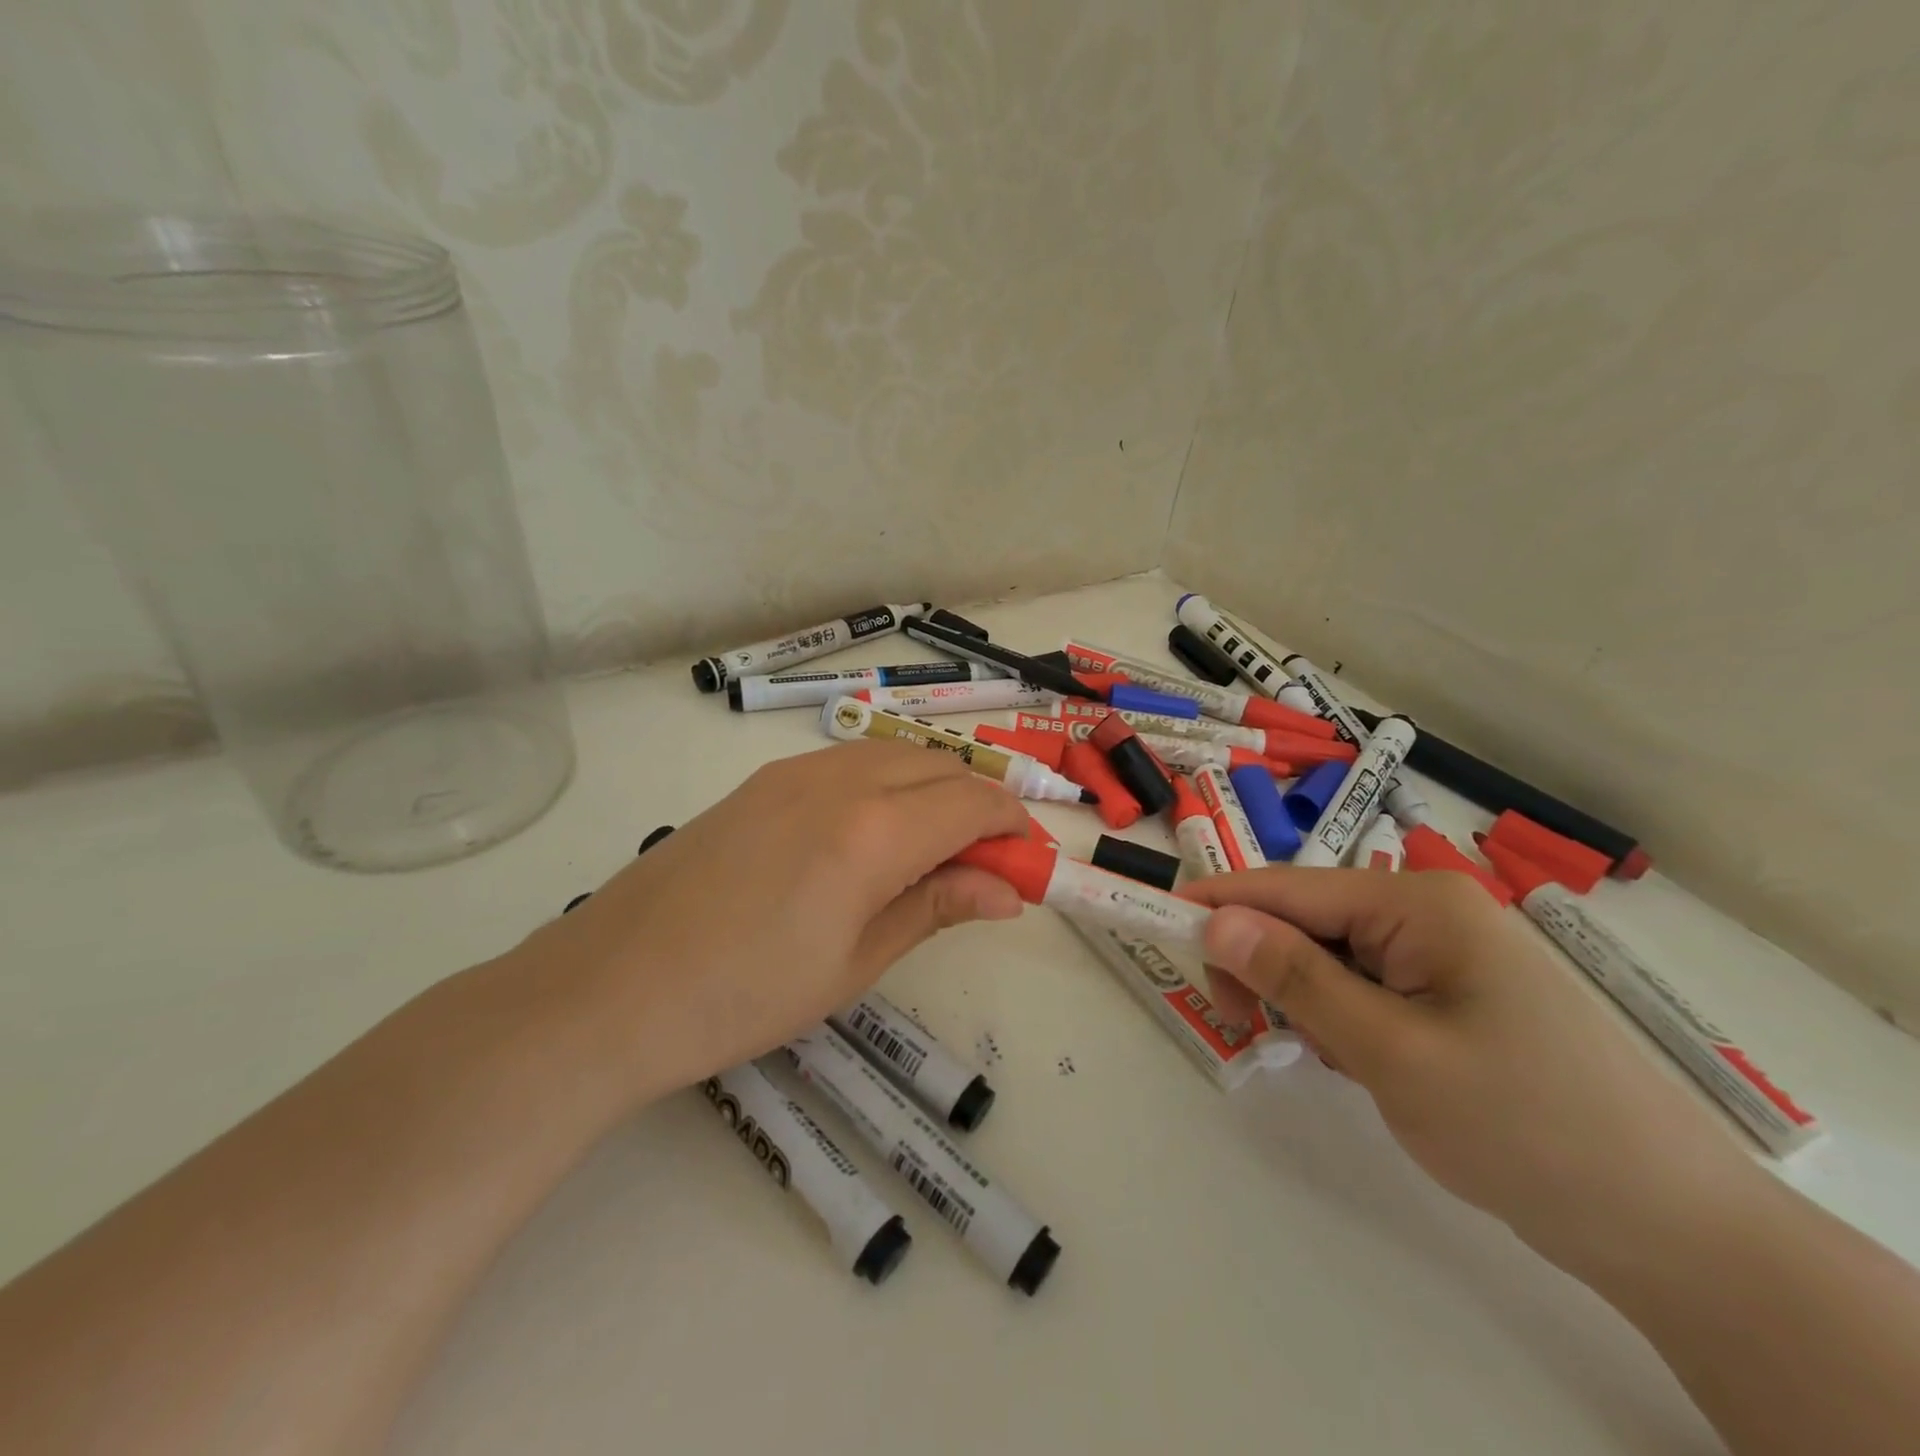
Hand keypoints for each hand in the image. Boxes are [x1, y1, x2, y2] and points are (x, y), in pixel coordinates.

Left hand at [516, 740, 1027, 1100]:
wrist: (612, 988)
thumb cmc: (744, 996)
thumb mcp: (856, 963)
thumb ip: (936, 907)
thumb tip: (1009, 890)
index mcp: (873, 832)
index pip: (973, 803)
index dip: (1012, 826)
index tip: (1024, 861)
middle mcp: (841, 781)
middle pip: (940, 766)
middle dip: (977, 804)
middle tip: (980, 864)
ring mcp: (795, 773)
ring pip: (895, 754)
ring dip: (932, 788)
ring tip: (929, 850)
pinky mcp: (762, 781)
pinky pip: (848, 762)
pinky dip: (885, 783)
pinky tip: (869, 834)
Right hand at [1184, 867, 1758, 1270]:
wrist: (1673, 1231)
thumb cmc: (1525, 1125)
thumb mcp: (1391, 1052)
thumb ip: (1296, 979)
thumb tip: (1216, 920)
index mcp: (1419, 903)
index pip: (1289, 889)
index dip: (1218, 903)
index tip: (1153, 918)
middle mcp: (1429, 912)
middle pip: (1307, 920)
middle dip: (1266, 966)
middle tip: (1245, 1026)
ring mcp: (1443, 954)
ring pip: (1329, 958)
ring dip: (1306, 1000)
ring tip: (1330, 1059)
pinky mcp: (1450, 995)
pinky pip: (1363, 987)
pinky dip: (1340, 1019)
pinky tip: (1362, 1064)